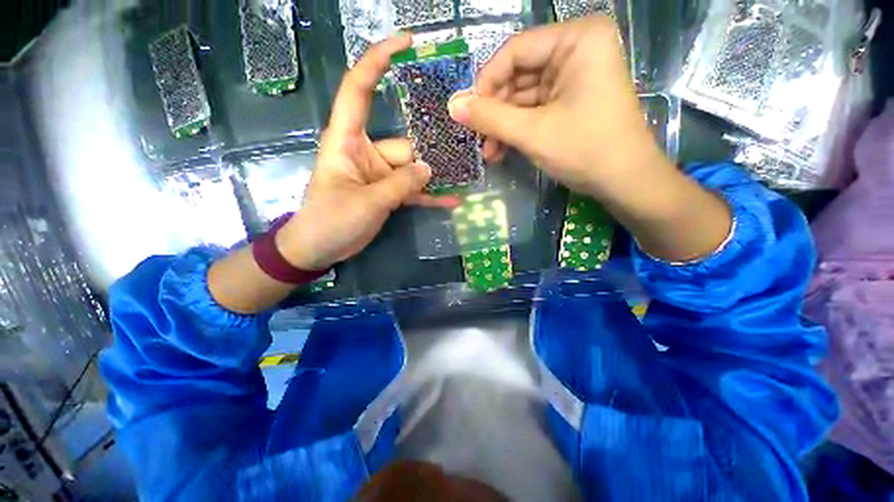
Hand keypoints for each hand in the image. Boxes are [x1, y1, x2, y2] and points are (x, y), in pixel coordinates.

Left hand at [276, 34, 458, 270]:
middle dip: (431, 149)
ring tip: (463, 177)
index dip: (379, 61)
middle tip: (464, 150)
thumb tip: (428, 168)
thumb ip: (400, 184)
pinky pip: (411, 191)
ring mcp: (379, 175)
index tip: (407, 44)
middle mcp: (366, 152)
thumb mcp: (366, 202)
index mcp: (348, 140)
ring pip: (412, 169)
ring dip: (435, 176)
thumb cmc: (330, 220)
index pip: (359, 89)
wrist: (319, 248)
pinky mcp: (386, 194)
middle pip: (404, 144)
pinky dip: (429, 196)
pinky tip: (451, 200)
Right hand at [449, 17, 731, 262]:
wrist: (624, 182)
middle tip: (477, 140)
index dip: (486, 84)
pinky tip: (501, 150)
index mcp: (577, 39)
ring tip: (488, 153)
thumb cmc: (585, 150)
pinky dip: (516, 130)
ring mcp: (573, 76)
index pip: (515, 51)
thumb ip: (490, 117)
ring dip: (502, 126)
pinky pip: (533, 109)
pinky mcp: (569, 99)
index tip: (466, 114)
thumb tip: (451, 105)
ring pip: (522, 97)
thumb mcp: (533, 133)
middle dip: (495, 112)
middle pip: (518, 75)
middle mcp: (576, 50)